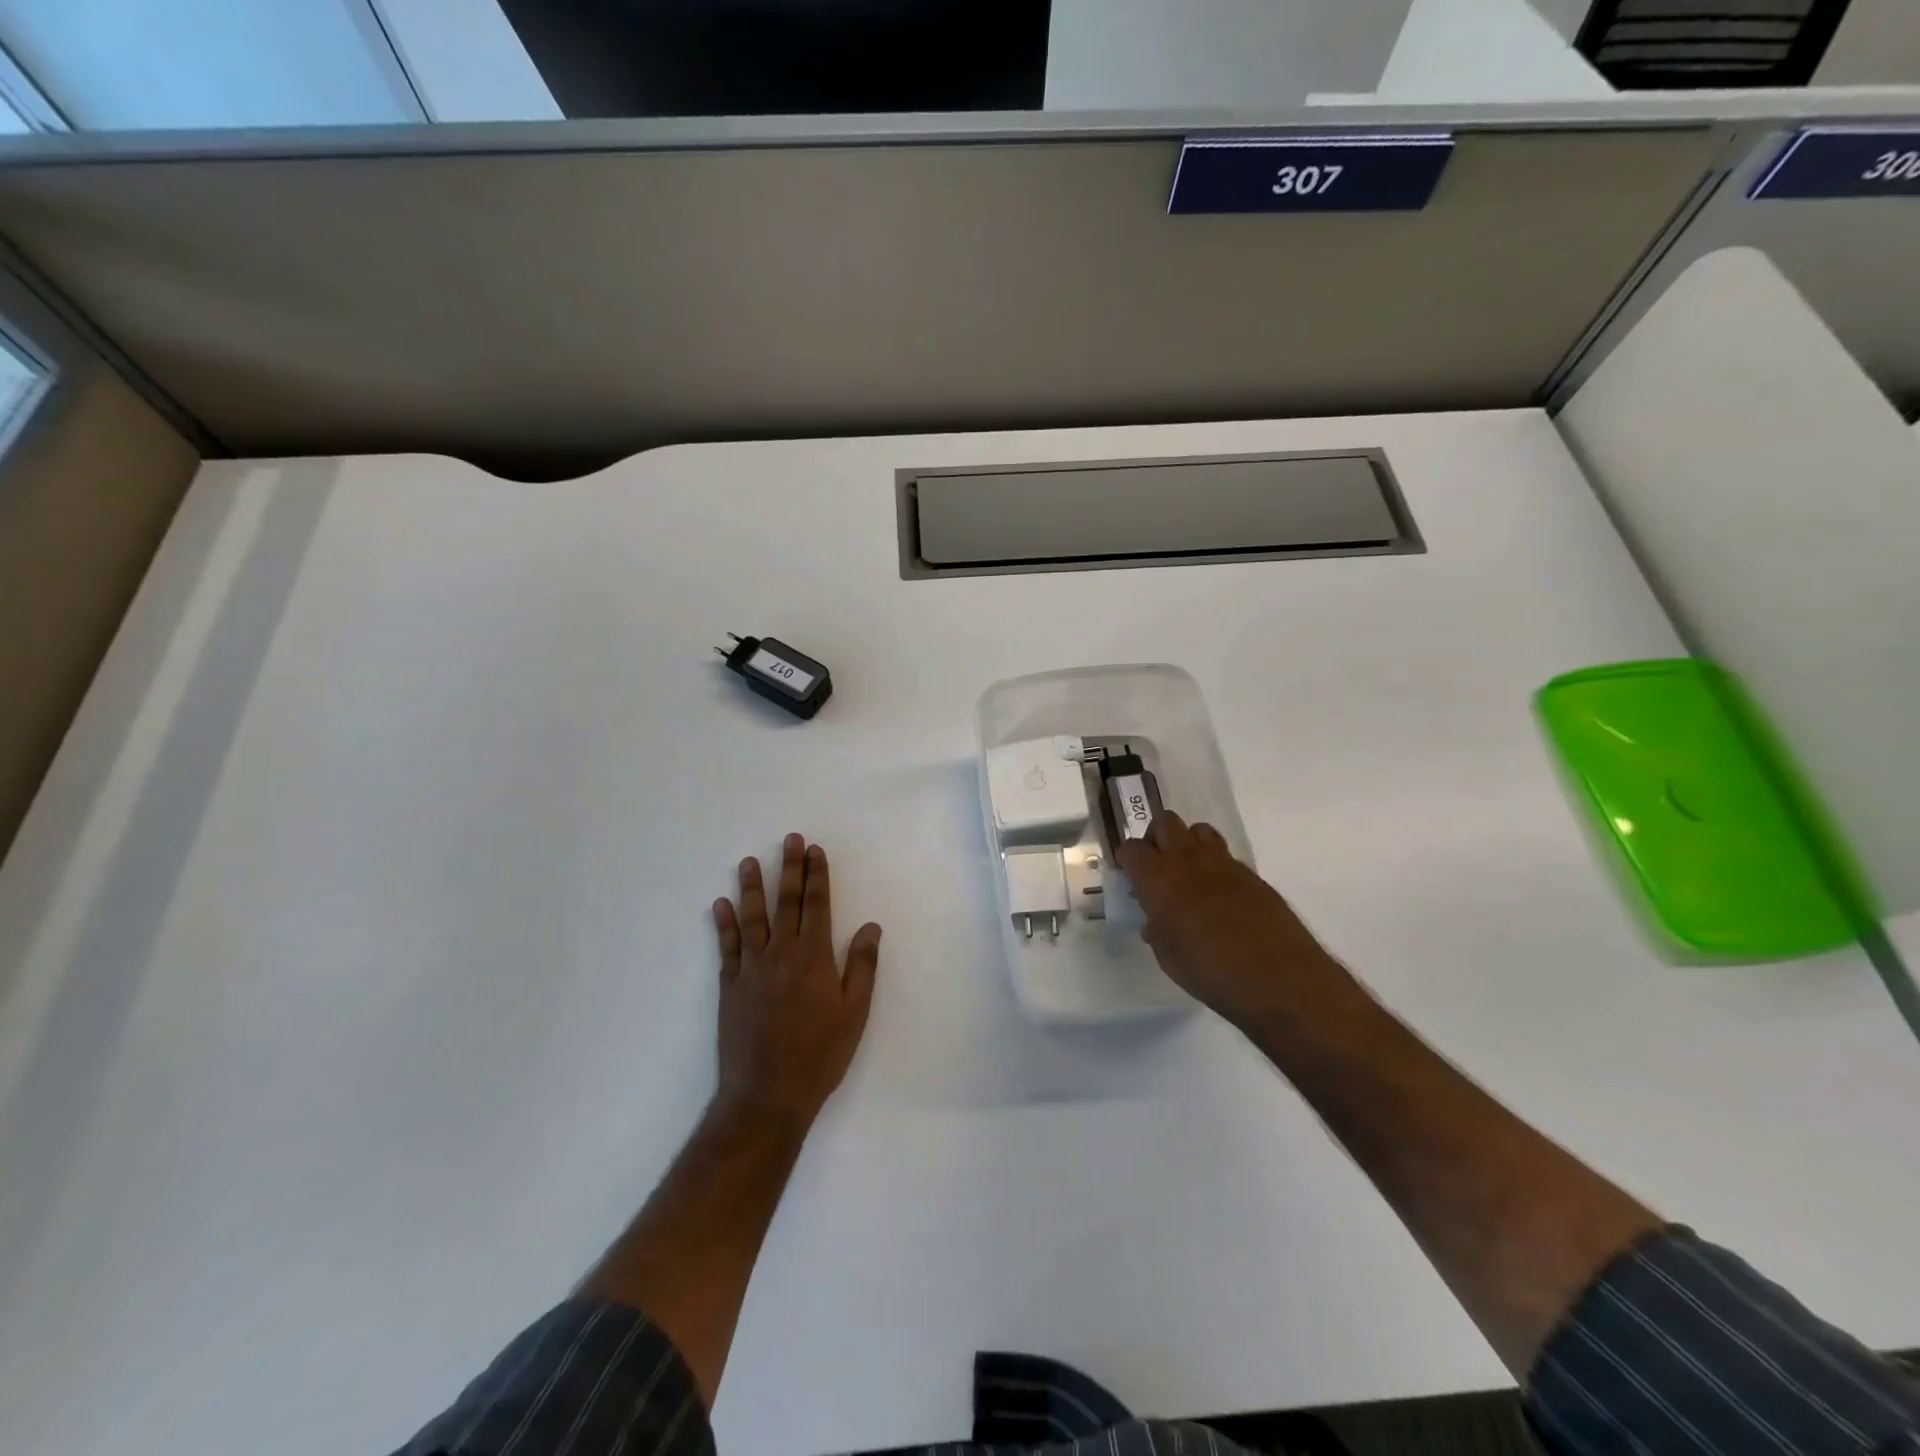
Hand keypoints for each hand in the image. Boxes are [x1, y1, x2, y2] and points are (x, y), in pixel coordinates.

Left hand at [712, 834, 880, 1128]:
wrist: (767, 1094)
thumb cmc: (819, 1054)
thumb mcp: (854, 1013)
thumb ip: (861, 966)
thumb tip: (870, 926)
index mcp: (814, 957)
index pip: (817, 905)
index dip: (817, 875)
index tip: (815, 850)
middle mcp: (781, 953)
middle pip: (786, 902)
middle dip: (789, 868)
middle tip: (789, 839)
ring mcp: (751, 969)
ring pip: (752, 918)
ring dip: (752, 887)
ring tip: (749, 861)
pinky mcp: (730, 987)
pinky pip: (727, 947)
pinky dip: (723, 924)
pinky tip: (720, 905)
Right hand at [1118, 812, 1346, 1029]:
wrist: (1276, 976)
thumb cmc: (1208, 970)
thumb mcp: (1167, 956)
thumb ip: (1157, 929)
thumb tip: (1156, 920)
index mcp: (1157, 877)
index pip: (1131, 848)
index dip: (1127, 859)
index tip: (1130, 875)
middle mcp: (1187, 860)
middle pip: (1165, 822)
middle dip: (1157, 838)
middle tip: (1158, 867)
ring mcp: (1223, 863)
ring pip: (1199, 830)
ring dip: (1189, 844)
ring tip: (1190, 874)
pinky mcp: (1251, 874)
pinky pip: (1225, 856)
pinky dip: (1216, 866)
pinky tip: (1221, 896)